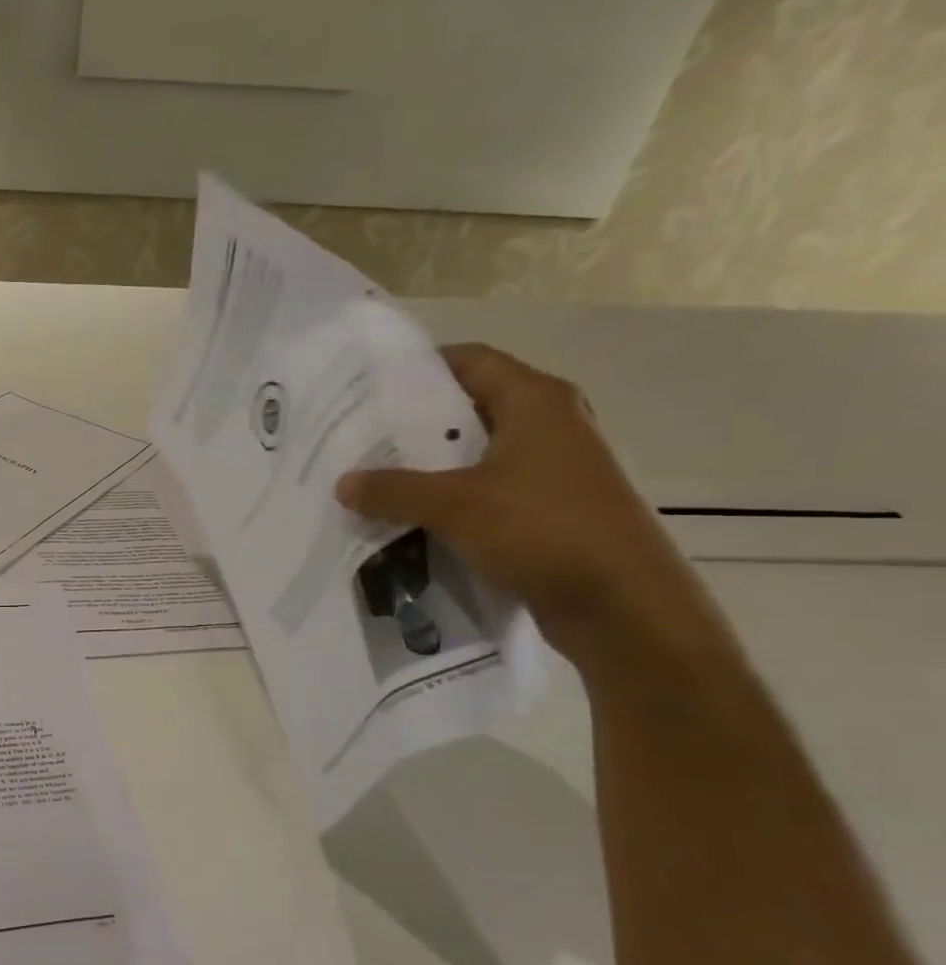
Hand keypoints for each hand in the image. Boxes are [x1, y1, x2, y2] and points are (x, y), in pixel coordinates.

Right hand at [336, 343, 702, 664]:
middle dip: (414, 422)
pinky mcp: (547, 507)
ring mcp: (551, 468)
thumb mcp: (454, 505)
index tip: (369, 386)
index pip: (470, 360)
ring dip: (428, 464)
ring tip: (374, 476)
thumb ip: (393, 491)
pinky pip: (485, 488)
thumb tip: (342, 484)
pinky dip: (448, 496)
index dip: (420, 367)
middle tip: (360, 435)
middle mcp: (548, 424)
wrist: (621, 604)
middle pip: (469, 406)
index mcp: (535, 402)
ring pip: (475, 452)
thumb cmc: (544, 530)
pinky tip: (409, 515)